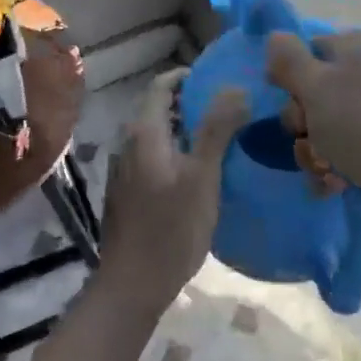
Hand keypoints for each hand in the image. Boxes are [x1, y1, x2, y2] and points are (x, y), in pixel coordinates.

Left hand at [99, 70, 248, 310]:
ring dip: (184, 130)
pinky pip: (153, 158)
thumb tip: (236, 87)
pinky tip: (198, 172)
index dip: (187, 77)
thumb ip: (217, 129)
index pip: (161, 86)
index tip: (218, 80)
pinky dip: (175, 153)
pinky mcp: (127, 192)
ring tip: (220, 138)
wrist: (132, 284)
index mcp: (144, 133)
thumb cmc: (171, 228)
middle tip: (229, 109)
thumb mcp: (202, 176)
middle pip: (159, 109)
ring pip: (157, 136)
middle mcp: (128, 144)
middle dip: (191, 103)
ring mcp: (124, 170)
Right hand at [265, 31, 360, 240]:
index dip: (289, 76)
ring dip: (313, 154)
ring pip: (321, 132)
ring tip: (328, 169)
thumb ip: (289, 59)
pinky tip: (338, 186)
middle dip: (300, 124)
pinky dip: (333, 173)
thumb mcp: (318, 86)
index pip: (307, 51)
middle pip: (309, 96)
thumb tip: (274, 35)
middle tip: (309, 135)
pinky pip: (341, 158)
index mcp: (357, 49)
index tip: (285, 98)